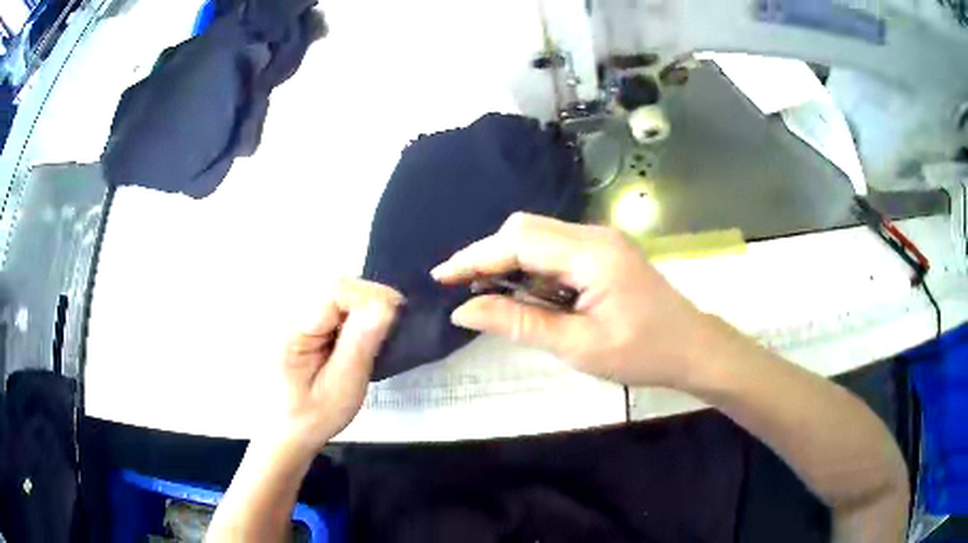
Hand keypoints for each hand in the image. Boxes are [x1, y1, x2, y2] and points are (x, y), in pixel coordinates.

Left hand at [273, 279, 402, 454]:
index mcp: (290, 329)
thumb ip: (359, 346)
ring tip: (373, 333)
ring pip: (331, 288)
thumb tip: (385, 307)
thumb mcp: (341, 389)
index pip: (333, 290)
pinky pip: (325, 299)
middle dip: (366, 299)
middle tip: (389, 327)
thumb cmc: (311, 416)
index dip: (369, 295)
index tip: (397, 315)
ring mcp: (285, 310)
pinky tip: (352, 334)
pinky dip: (346, 310)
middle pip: (332, 283)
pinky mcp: (292, 315)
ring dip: (358, 304)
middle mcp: (283, 309)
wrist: (283, 428)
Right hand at [431, 212, 725, 387]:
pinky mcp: (604, 253)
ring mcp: (601, 242)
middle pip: (526, 229)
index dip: (475, 257)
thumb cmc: (642, 353)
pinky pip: (556, 250)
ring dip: (510, 262)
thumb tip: (464, 311)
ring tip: (489, 296)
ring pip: (539, 238)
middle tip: (463, 290)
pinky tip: (527, 295)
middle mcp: (594, 235)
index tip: (441, 276)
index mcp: (591, 254)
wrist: (693, 349)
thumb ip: (519, 323)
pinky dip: (532, 269)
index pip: (519, 241)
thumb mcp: (578, 346)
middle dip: (489, 255)